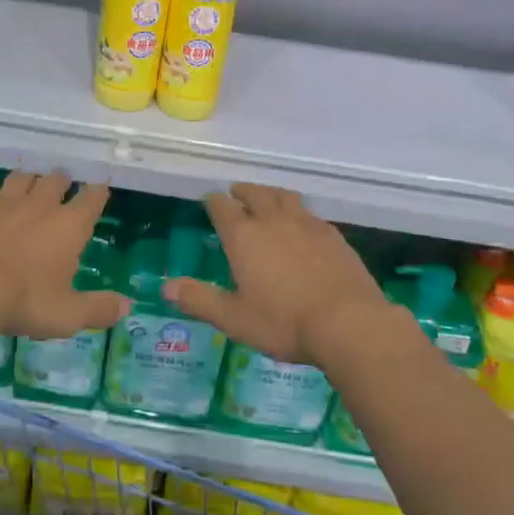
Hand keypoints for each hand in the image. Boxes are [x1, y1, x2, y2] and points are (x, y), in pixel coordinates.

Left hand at [0, 171, 128, 340]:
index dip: (98, 192)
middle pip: (57, 179)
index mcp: (69, 225)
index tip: (100, 190)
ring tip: (29, 189)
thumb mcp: (66, 315)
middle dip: (62, 183)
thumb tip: (127, 307)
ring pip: (23, 177)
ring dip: (29, 181)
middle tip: (62, 190)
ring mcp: (5, 200)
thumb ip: (98, 309)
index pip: (92, 198)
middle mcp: (41, 204)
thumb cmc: (23, 302)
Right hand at [163, 185, 391, 365]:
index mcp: (244, 236)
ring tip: (267, 199)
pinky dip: (298, 213)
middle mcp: (273, 220)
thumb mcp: (234, 318)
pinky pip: (310, 213)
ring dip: (271, 194)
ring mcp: (307, 223)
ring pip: (284, 197)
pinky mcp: (333, 234)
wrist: (348, 323)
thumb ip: (199, 300)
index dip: (213, 202)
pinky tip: (302, 226)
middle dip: (242, 192)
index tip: (209, 201)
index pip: (221, 207)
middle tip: (236, 194)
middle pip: (255, 193)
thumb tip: (165, 287)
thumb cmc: (283, 322)